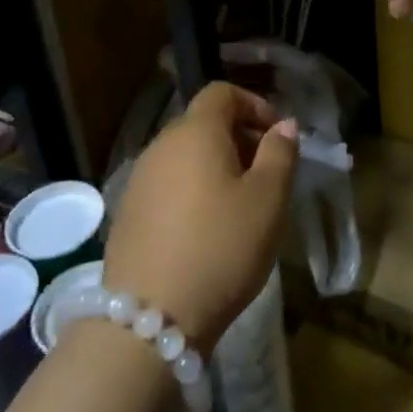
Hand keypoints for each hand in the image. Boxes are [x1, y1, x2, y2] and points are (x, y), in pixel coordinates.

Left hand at [104, 82, 297, 351]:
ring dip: (215, 167)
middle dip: (238, 138)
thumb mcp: (268, 200)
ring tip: (240, 206)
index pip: (222, 93)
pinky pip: (167, 185)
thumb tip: (284, 125)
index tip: (277, 138)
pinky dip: (191, 191)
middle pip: (202, 123)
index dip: (254, 105)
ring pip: (184, 156)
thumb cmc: (221, 248)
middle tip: (266, 175)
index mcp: (195, 132)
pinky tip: (206, 230)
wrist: (149, 319)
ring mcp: (139, 179)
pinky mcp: (127, 213)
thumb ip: (280, 154)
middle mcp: (160, 145)